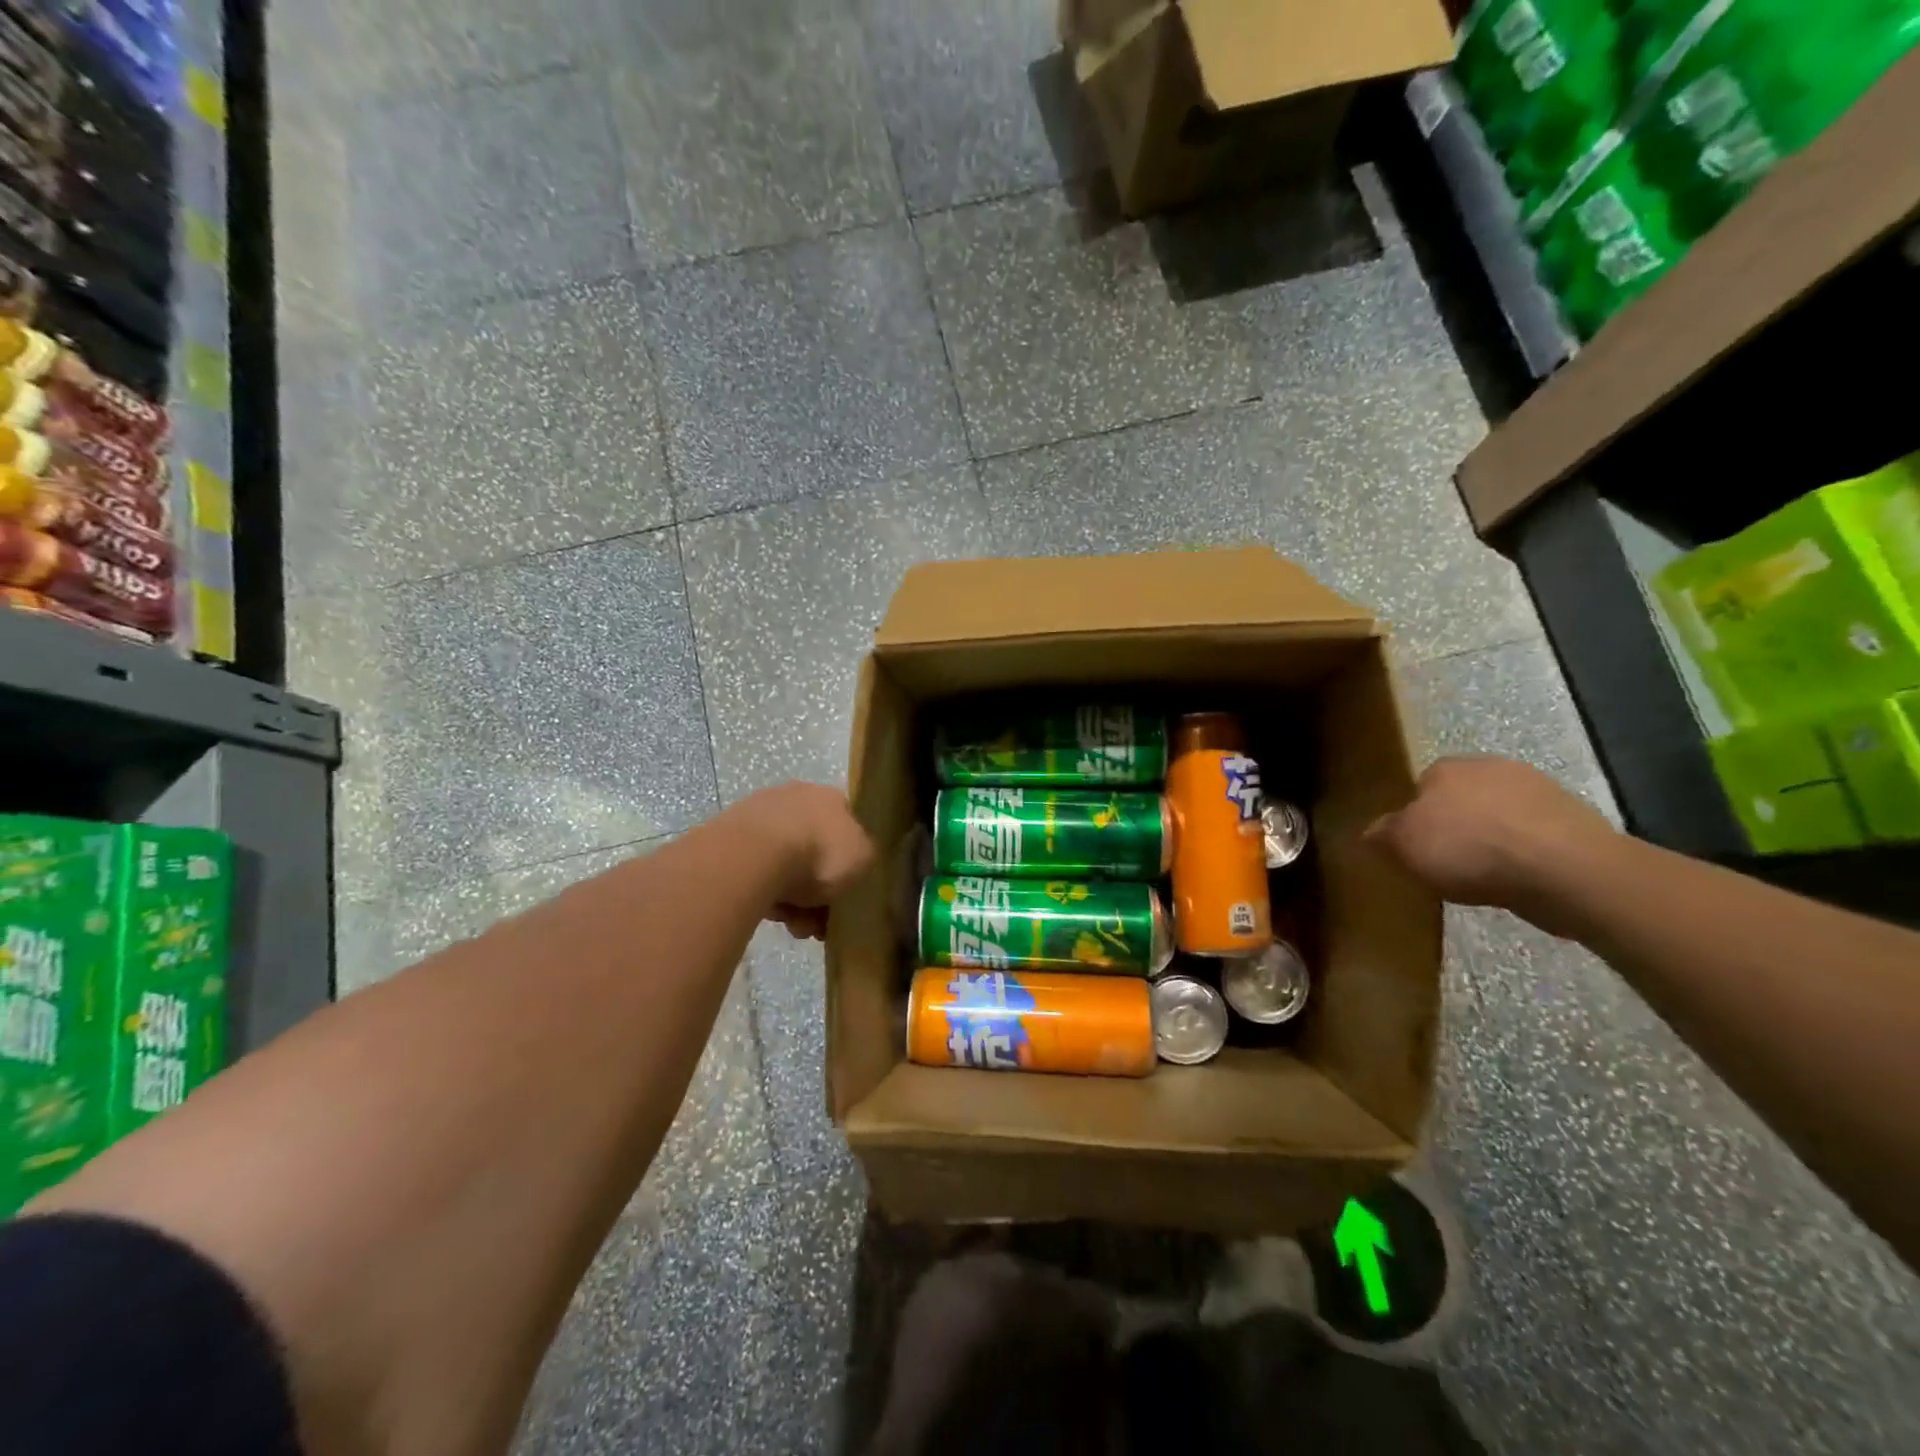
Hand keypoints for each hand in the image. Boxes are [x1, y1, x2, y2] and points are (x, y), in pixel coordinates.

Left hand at [742, 782, 875, 940]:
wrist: (754, 856)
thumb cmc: (819, 853)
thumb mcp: (864, 858)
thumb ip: (865, 856)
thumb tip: (858, 858)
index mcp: (830, 797)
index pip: (846, 828)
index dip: (848, 864)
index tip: (845, 895)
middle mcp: (795, 797)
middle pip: (813, 850)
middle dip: (817, 890)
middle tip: (817, 921)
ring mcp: (759, 814)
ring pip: (784, 864)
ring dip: (792, 898)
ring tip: (792, 924)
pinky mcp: (729, 835)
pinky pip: (756, 870)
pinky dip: (765, 892)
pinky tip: (768, 913)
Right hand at [1365, 756, 1614, 911]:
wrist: (1566, 869)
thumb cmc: (1470, 849)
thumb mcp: (1404, 845)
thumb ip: (1383, 834)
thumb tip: (1369, 831)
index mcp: (1446, 767)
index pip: (1420, 786)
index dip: (1415, 817)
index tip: (1416, 846)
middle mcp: (1491, 766)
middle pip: (1461, 798)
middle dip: (1455, 824)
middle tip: (1447, 861)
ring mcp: (1538, 789)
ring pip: (1499, 815)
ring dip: (1492, 839)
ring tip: (1484, 876)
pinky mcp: (1574, 818)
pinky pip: (1533, 835)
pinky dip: (1524, 853)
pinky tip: (1518, 879)